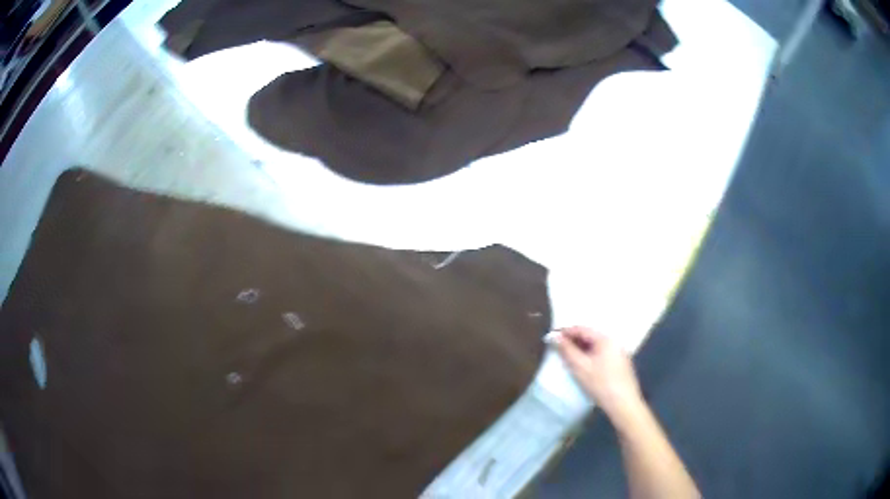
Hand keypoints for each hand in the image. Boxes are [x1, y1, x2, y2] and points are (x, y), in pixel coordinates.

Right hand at [552, 326, 643, 421]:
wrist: (623, 403)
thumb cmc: (601, 384)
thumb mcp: (580, 367)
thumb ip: (567, 350)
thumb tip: (555, 336)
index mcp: (605, 339)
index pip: (582, 329)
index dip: (565, 332)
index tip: (551, 337)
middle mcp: (614, 342)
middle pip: (590, 336)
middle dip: (573, 341)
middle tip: (558, 348)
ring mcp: (619, 353)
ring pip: (596, 346)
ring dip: (581, 349)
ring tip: (568, 357)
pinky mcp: (620, 364)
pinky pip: (602, 354)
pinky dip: (590, 356)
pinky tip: (583, 366)